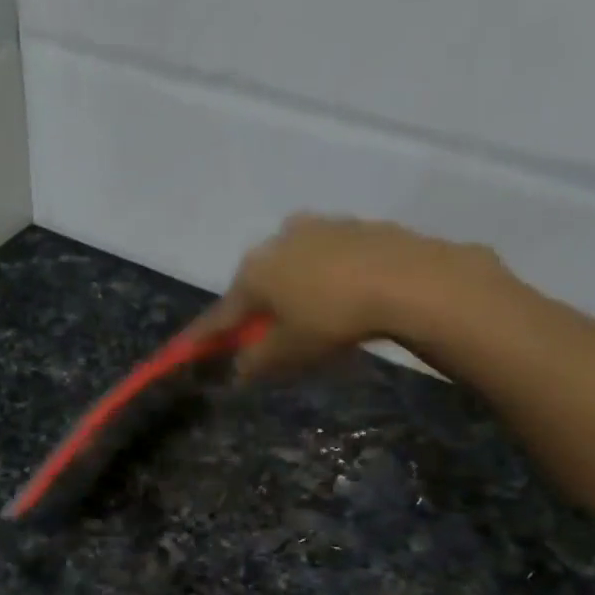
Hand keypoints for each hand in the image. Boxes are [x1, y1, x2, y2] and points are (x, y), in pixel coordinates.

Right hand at [192, 214, 526, 377]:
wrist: (409, 280)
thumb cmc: (331, 320)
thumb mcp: (286, 353)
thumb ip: (255, 363)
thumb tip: (240, 367)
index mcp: (253, 273)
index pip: (219, 314)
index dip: (203, 337)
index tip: (186, 349)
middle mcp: (277, 242)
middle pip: (255, 286)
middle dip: (254, 312)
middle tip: (262, 339)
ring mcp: (317, 228)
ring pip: (291, 268)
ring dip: (290, 292)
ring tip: (308, 319)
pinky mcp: (354, 227)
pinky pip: (325, 260)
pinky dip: (323, 280)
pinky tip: (341, 299)